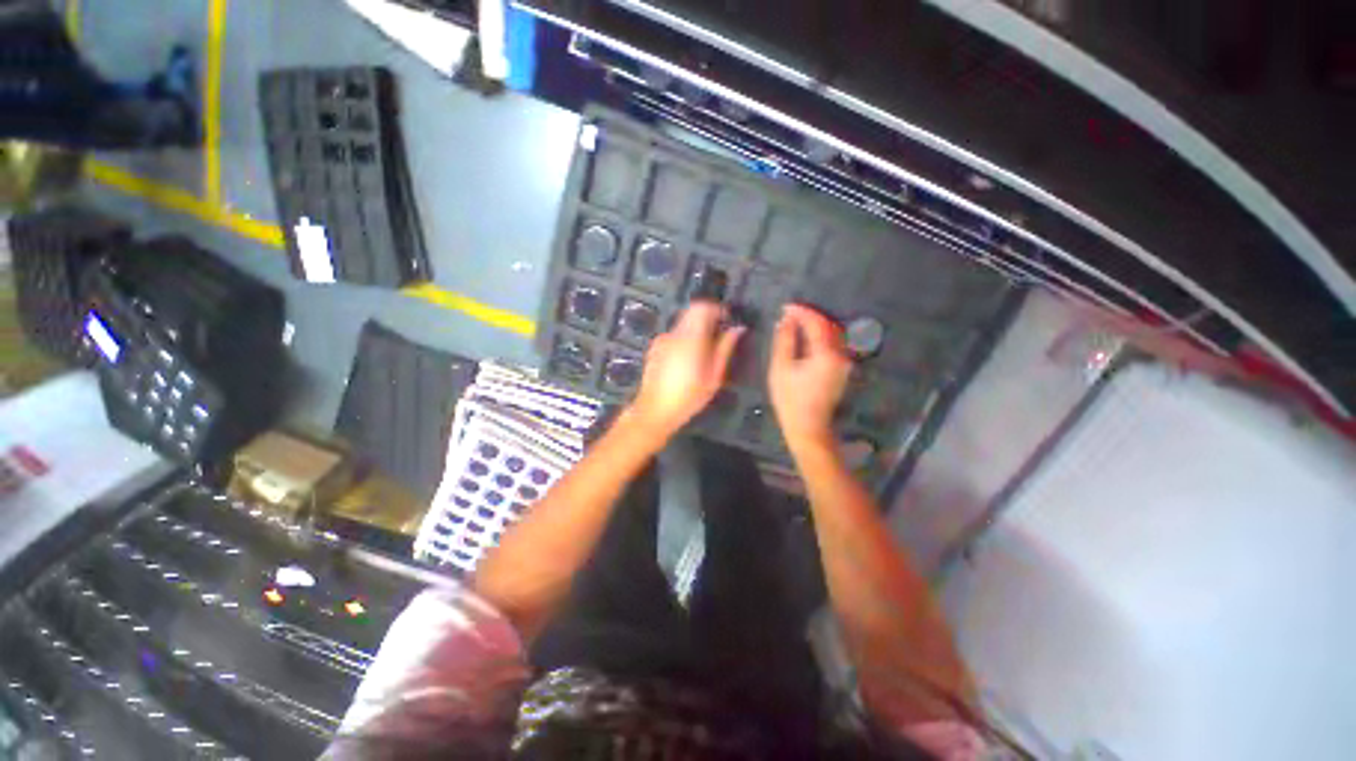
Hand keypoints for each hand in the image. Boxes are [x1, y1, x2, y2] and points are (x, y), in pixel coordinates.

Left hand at [628, 301, 744, 441]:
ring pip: (682, 324)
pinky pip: (673, 335)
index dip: (717, 309)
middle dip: (707, 319)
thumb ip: (725, 348)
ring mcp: (661, 340)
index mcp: (690, 337)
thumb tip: (738, 328)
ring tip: (705, 352)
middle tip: (719, 336)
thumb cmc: (688, 397)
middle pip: (691, 312)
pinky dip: (684, 339)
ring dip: (696, 329)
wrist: (654, 411)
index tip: (727, 320)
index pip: (702, 307)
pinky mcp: (654, 348)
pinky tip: (687, 360)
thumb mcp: (713, 376)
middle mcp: (674, 333)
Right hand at [769, 303, 852, 450]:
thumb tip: (786, 320)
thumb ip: (785, 341)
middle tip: (790, 313)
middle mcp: (841, 355)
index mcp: (826, 354)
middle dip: (810, 315)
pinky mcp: (842, 370)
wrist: (808, 427)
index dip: (801, 311)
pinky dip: (821, 336)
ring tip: (796, 322)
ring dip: (817, 325)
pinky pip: (834, 344)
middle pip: (829, 325)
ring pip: (834, 334)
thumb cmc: (790, 400)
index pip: (816, 323)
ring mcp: (844, 363)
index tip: (785, 307)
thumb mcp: (781, 368)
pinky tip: (807, 337)